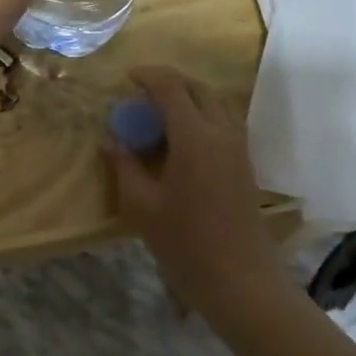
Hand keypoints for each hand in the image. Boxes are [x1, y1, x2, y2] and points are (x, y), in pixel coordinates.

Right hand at [105, 66, 284, 323]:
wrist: (241, 280)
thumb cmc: (186, 243)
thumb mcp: (142, 206)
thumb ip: (124, 167)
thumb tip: (109, 142)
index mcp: (195, 137)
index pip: (172, 88)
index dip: (148, 76)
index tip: (126, 77)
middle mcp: (221, 132)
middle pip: (198, 88)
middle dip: (169, 83)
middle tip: (141, 95)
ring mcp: (238, 147)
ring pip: (215, 103)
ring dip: (188, 98)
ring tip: (159, 115)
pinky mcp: (245, 163)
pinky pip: (223, 122)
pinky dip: (201, 116)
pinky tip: (181, 140)